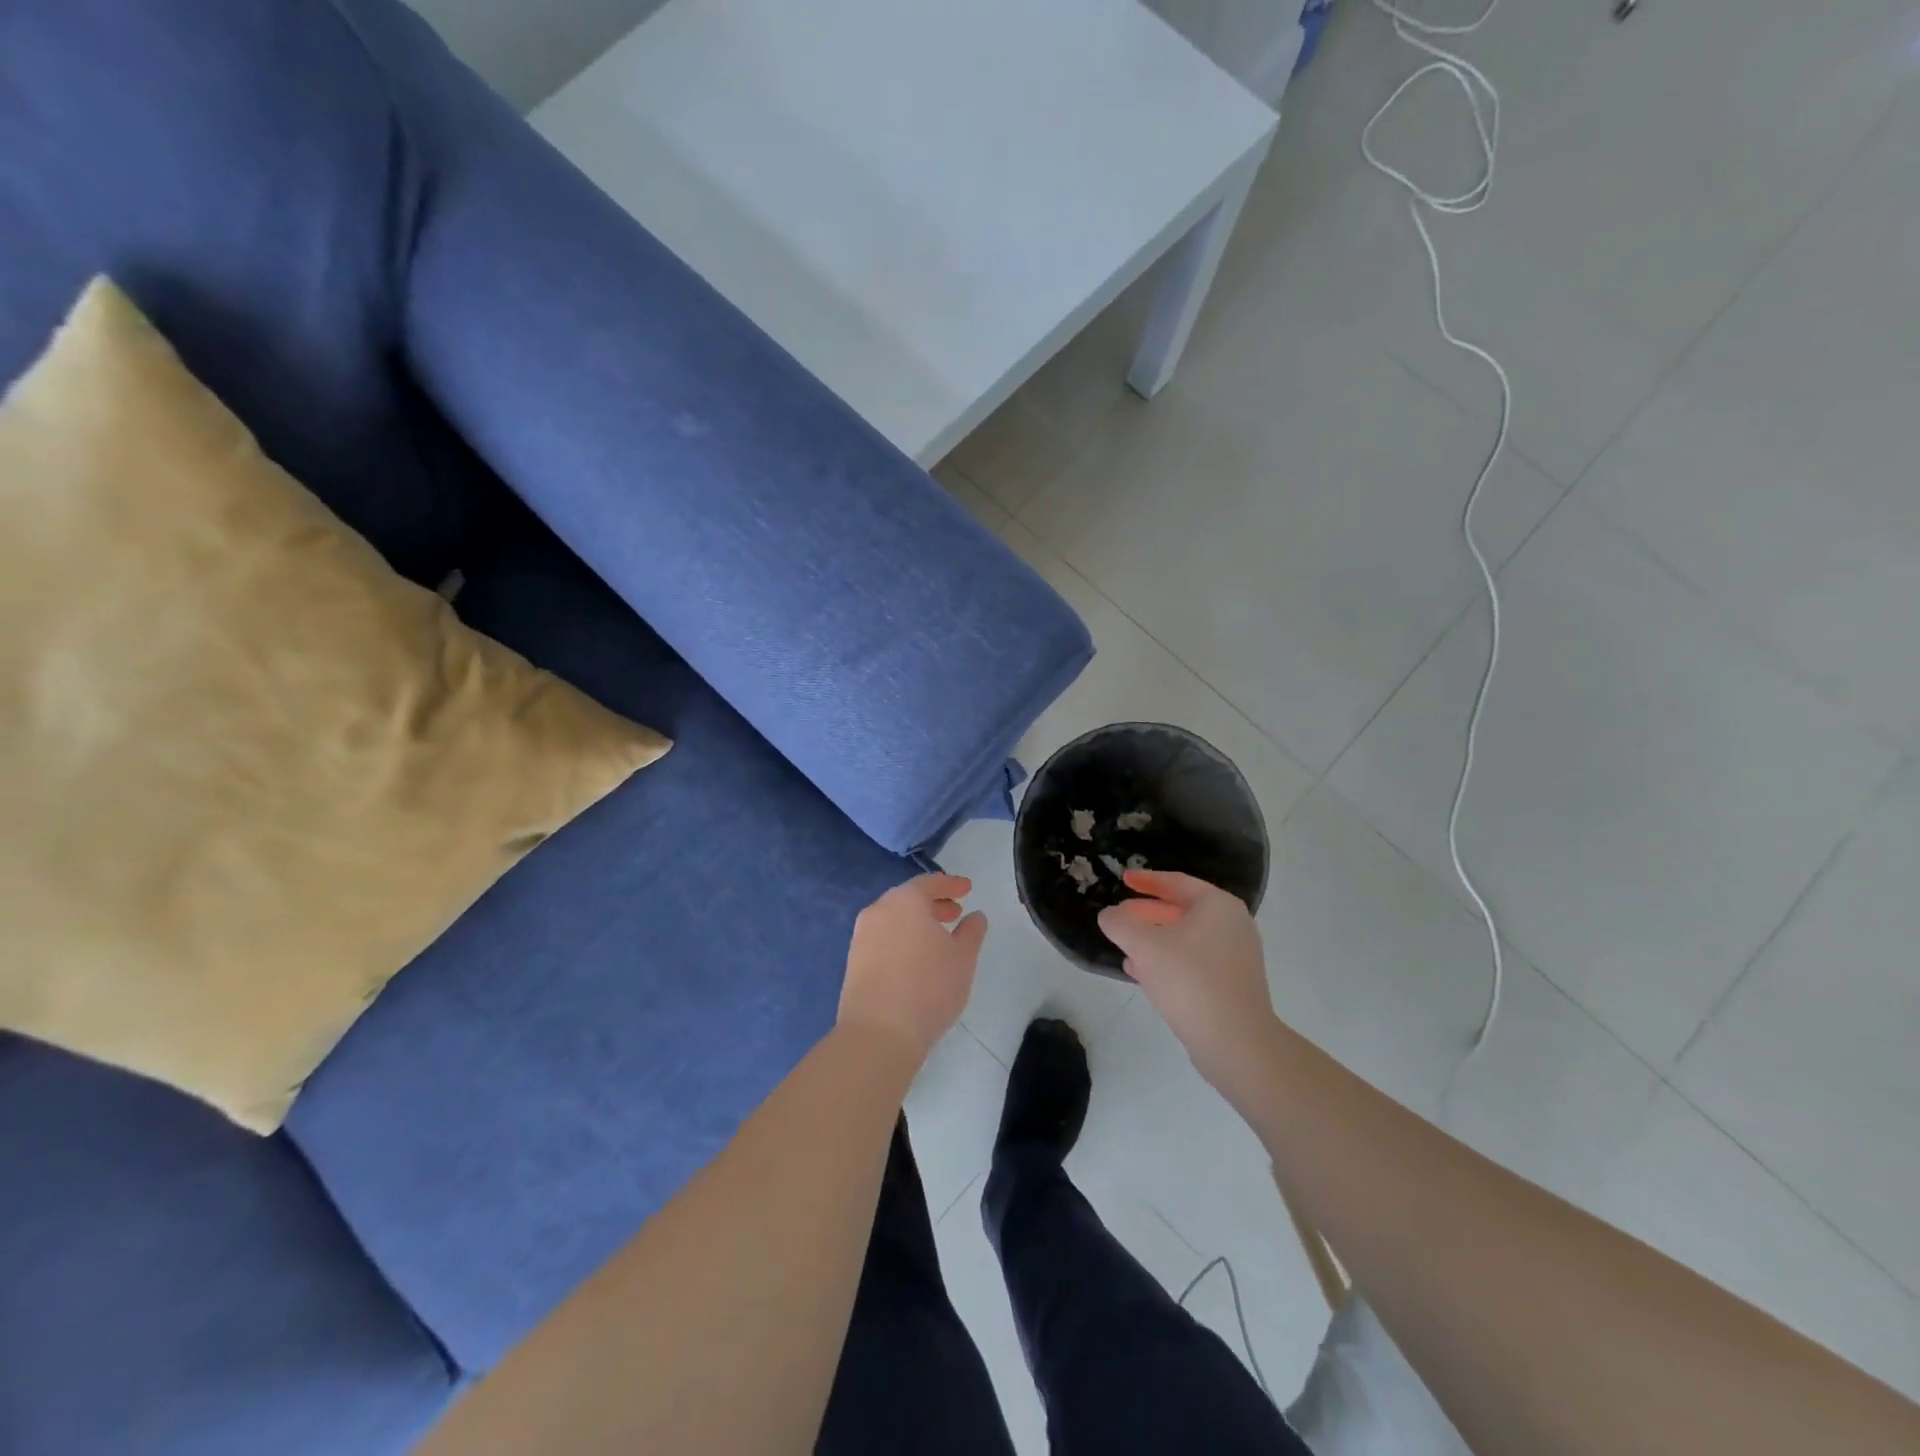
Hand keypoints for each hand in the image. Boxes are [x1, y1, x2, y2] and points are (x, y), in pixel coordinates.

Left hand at [838, 874, 986, 1062]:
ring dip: (916, 923)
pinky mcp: (853, 962)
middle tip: (954, 913)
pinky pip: (883, 939)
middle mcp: (878, 911)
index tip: (967, 889)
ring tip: (937, 939)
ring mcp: (861, 937)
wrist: (878, 1033)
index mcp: (905, 901)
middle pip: (908, 899)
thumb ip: (971, 932)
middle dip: (933, 903)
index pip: (929, 882)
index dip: (951, 884)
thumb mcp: (963, 958)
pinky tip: (915, 960)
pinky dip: (901, 939)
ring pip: (893, 919)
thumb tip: (975, 916)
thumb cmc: (928, 987)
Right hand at [1097, 870, 1281, 1100]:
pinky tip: (1143, 975)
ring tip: (1126, 948)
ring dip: (1155, 940)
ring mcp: (1236, 957)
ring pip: (1186, 939)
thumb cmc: (1190, 980)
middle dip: (1147, 913)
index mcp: (1217, 906)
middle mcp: (1233, 925)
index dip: (1146, 880)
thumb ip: (1120, 924)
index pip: (1176, 882)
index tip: (1124, 879)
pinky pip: (1194, 962)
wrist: (1236, 1042)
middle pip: (1182, 910)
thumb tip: (1109, 915)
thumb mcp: (1144, 946)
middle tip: (1120, 916)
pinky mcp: (1232, 985)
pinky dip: (1169, 961)